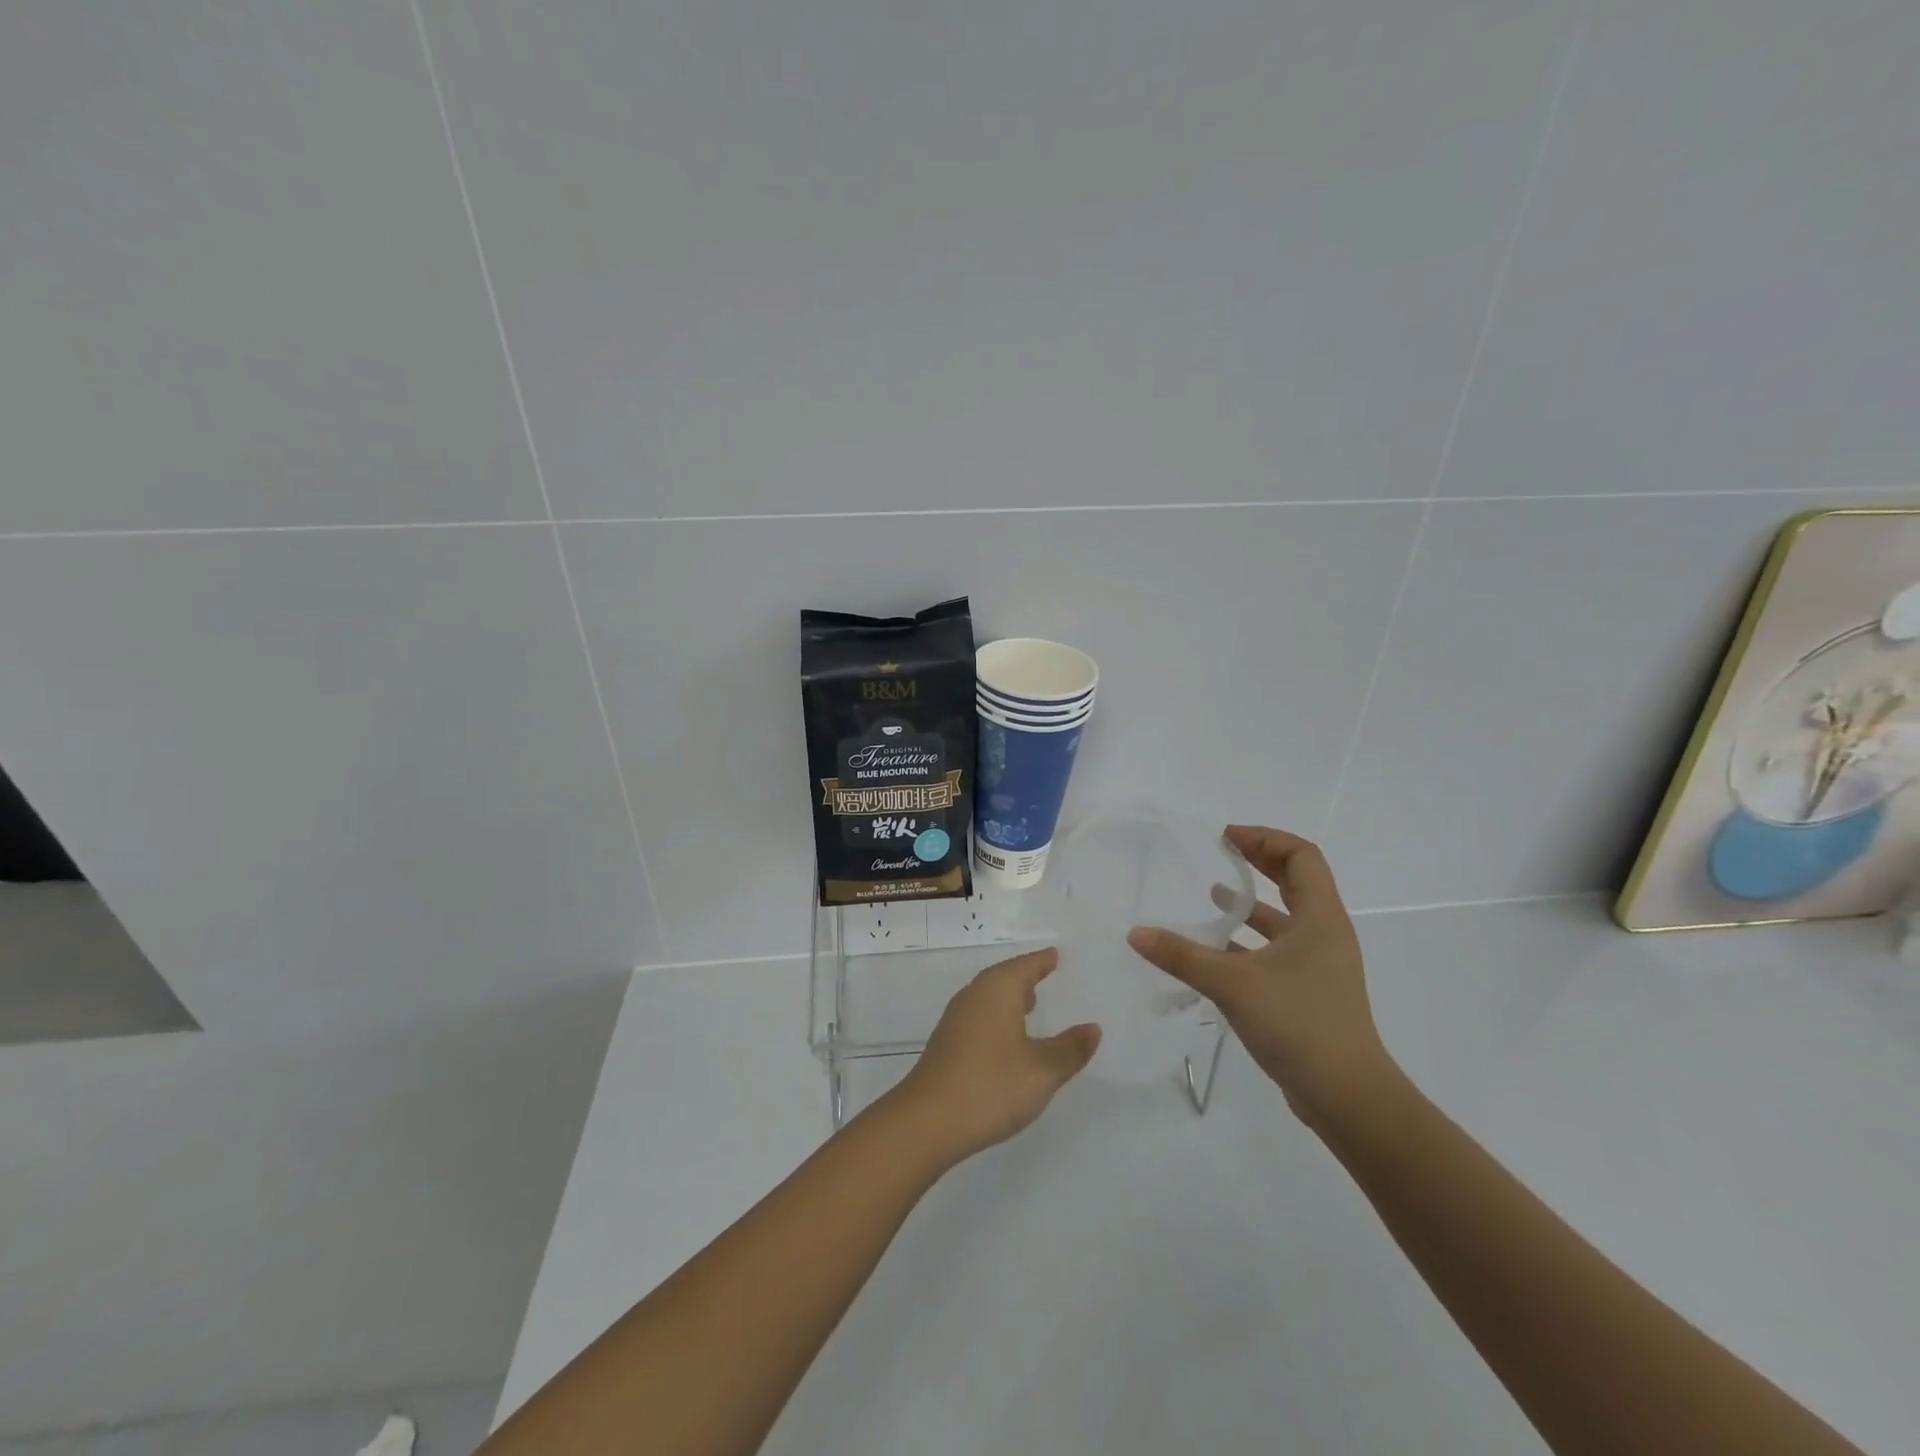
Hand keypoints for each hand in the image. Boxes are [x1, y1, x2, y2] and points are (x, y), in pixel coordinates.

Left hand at [890, 949, 1100, 1164]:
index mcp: (998, 990)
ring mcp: (955, 1020)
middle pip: (1003, 977)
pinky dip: (997, 1017)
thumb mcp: (1042, 1070)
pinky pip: (978, 1016)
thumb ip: (1070, 1048)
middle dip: (1025, 976)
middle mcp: (974, 996)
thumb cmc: (991, 1086)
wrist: (928, 1121)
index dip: (1042, 961)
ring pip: (988, 997)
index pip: (1025, 966)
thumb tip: (1093, 1028)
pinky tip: (1005, 1039)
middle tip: (1045, 974)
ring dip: (1009, 998)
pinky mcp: (946, 1044)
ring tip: (1030, 1005)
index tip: (1055, 955)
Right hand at [1127, 826, 1395, 1127]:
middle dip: (1259, 862)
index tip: (1227, 839)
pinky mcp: (1308, 992)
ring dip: (1251, 903)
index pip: (1302, 856)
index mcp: (1320, 918)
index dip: (1265, 839)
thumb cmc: (1299, 1024)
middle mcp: (1325, 934)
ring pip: (1285, 918)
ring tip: (1212, 895)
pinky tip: (1214, 949)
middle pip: (1296, 880)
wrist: (1347, 1097)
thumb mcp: (1234, 984)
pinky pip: (1276, 950)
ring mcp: (1319, 965)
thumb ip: (1183, 956)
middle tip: (1222, 852)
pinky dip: (1248, 940)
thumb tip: (1136, 933)